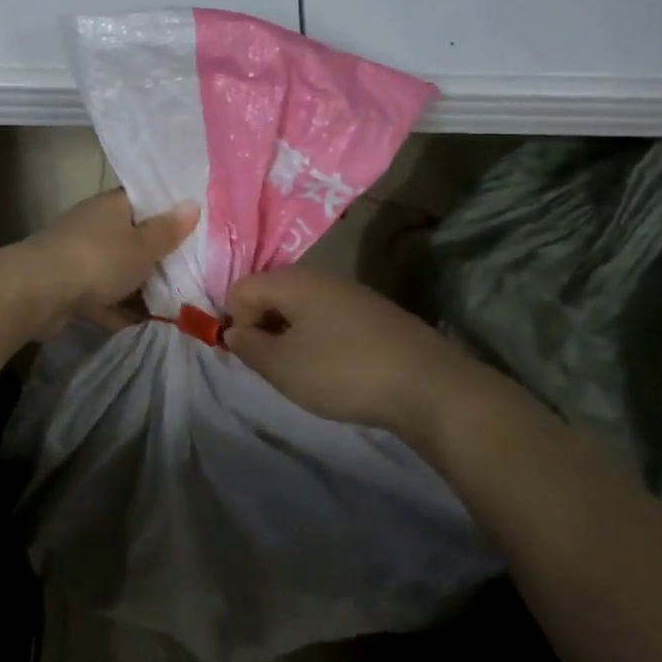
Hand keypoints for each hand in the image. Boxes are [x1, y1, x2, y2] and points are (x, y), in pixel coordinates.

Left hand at [23, 190, 198, 330]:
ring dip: (138, 286)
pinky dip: (118, 309)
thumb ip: (168, 230)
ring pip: (117, 269)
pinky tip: (144, 327)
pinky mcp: (68, 286)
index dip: (169, 213)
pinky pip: (102, 296)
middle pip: (132, 237)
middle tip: (192, 272)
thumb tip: (192, 203)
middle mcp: (94, 225)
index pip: (145, 201)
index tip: (194, 230)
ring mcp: (78, 256)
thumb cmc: (98, 260)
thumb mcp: (143, 246)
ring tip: (175, 305)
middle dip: (157, 256)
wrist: (37, 292)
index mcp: (112, 205)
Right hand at [223, 266, 491, 434]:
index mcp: (291, 280)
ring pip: (301, 307)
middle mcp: (319, 276)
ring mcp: (350, 292)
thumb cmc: (341, 371)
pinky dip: (320, 339)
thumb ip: (248, 346)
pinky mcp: (373, 312)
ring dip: (292, 335)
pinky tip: (337, 368)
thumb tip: (234, 330)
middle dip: (264, 327)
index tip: (253, 355)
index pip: (240, 288)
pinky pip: (328, 317)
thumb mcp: (282, 366)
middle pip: (271, 293)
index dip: (237, 322)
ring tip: (306, 371)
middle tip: (276, 366)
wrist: (427, 384)